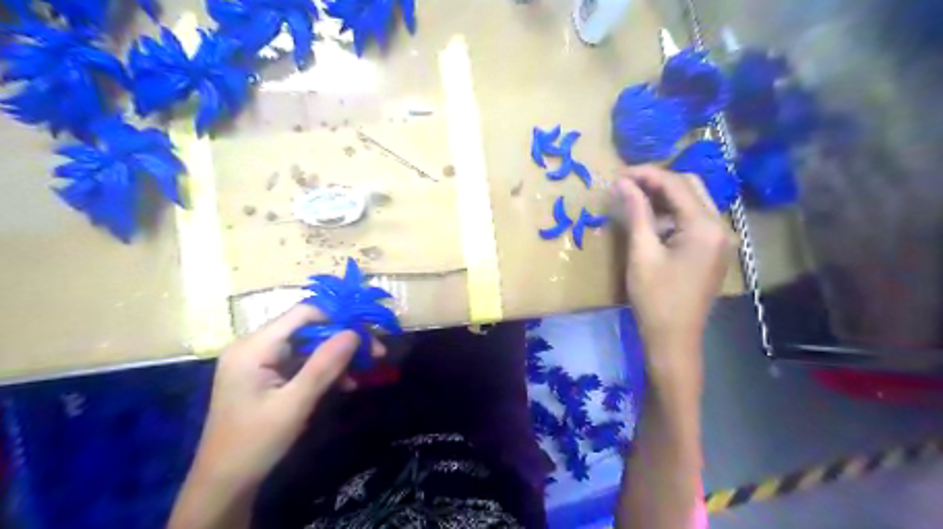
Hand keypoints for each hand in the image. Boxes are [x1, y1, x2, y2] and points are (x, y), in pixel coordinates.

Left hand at [171, 305, 383, 528]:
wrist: (224, 484)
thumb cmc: (255, 443)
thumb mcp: (294, 404)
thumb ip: (324, 365)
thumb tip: (355, 333)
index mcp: (253, 348)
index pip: (302, 313)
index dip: (337, 317)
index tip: (368, 331)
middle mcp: (254, 346)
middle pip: (308, 328)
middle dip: (343, 339)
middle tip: (375, 352)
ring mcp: (260, 361)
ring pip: (308, 346)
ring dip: (337, 357)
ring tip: (365, 370)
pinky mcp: (266, 376)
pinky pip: (301, 363)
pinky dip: (324, 370)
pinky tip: (346, 384)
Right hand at [616, 166, 732, 383]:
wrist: (673, 339)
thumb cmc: (655, 298)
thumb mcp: (641, 253)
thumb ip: (636, 213)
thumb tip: (622, 183)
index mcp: (704, 227)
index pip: (676, 184)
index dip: (646, 174)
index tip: (618, 174)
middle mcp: (719, 227)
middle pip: (690, 187)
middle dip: (657, 181)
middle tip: (625, 185)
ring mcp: (719, 239)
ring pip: (692, 202)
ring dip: (664, 196)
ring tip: (633, 199)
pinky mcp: (712, 250)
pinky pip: (693, 220)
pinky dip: (671, 214)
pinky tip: (650, 220)